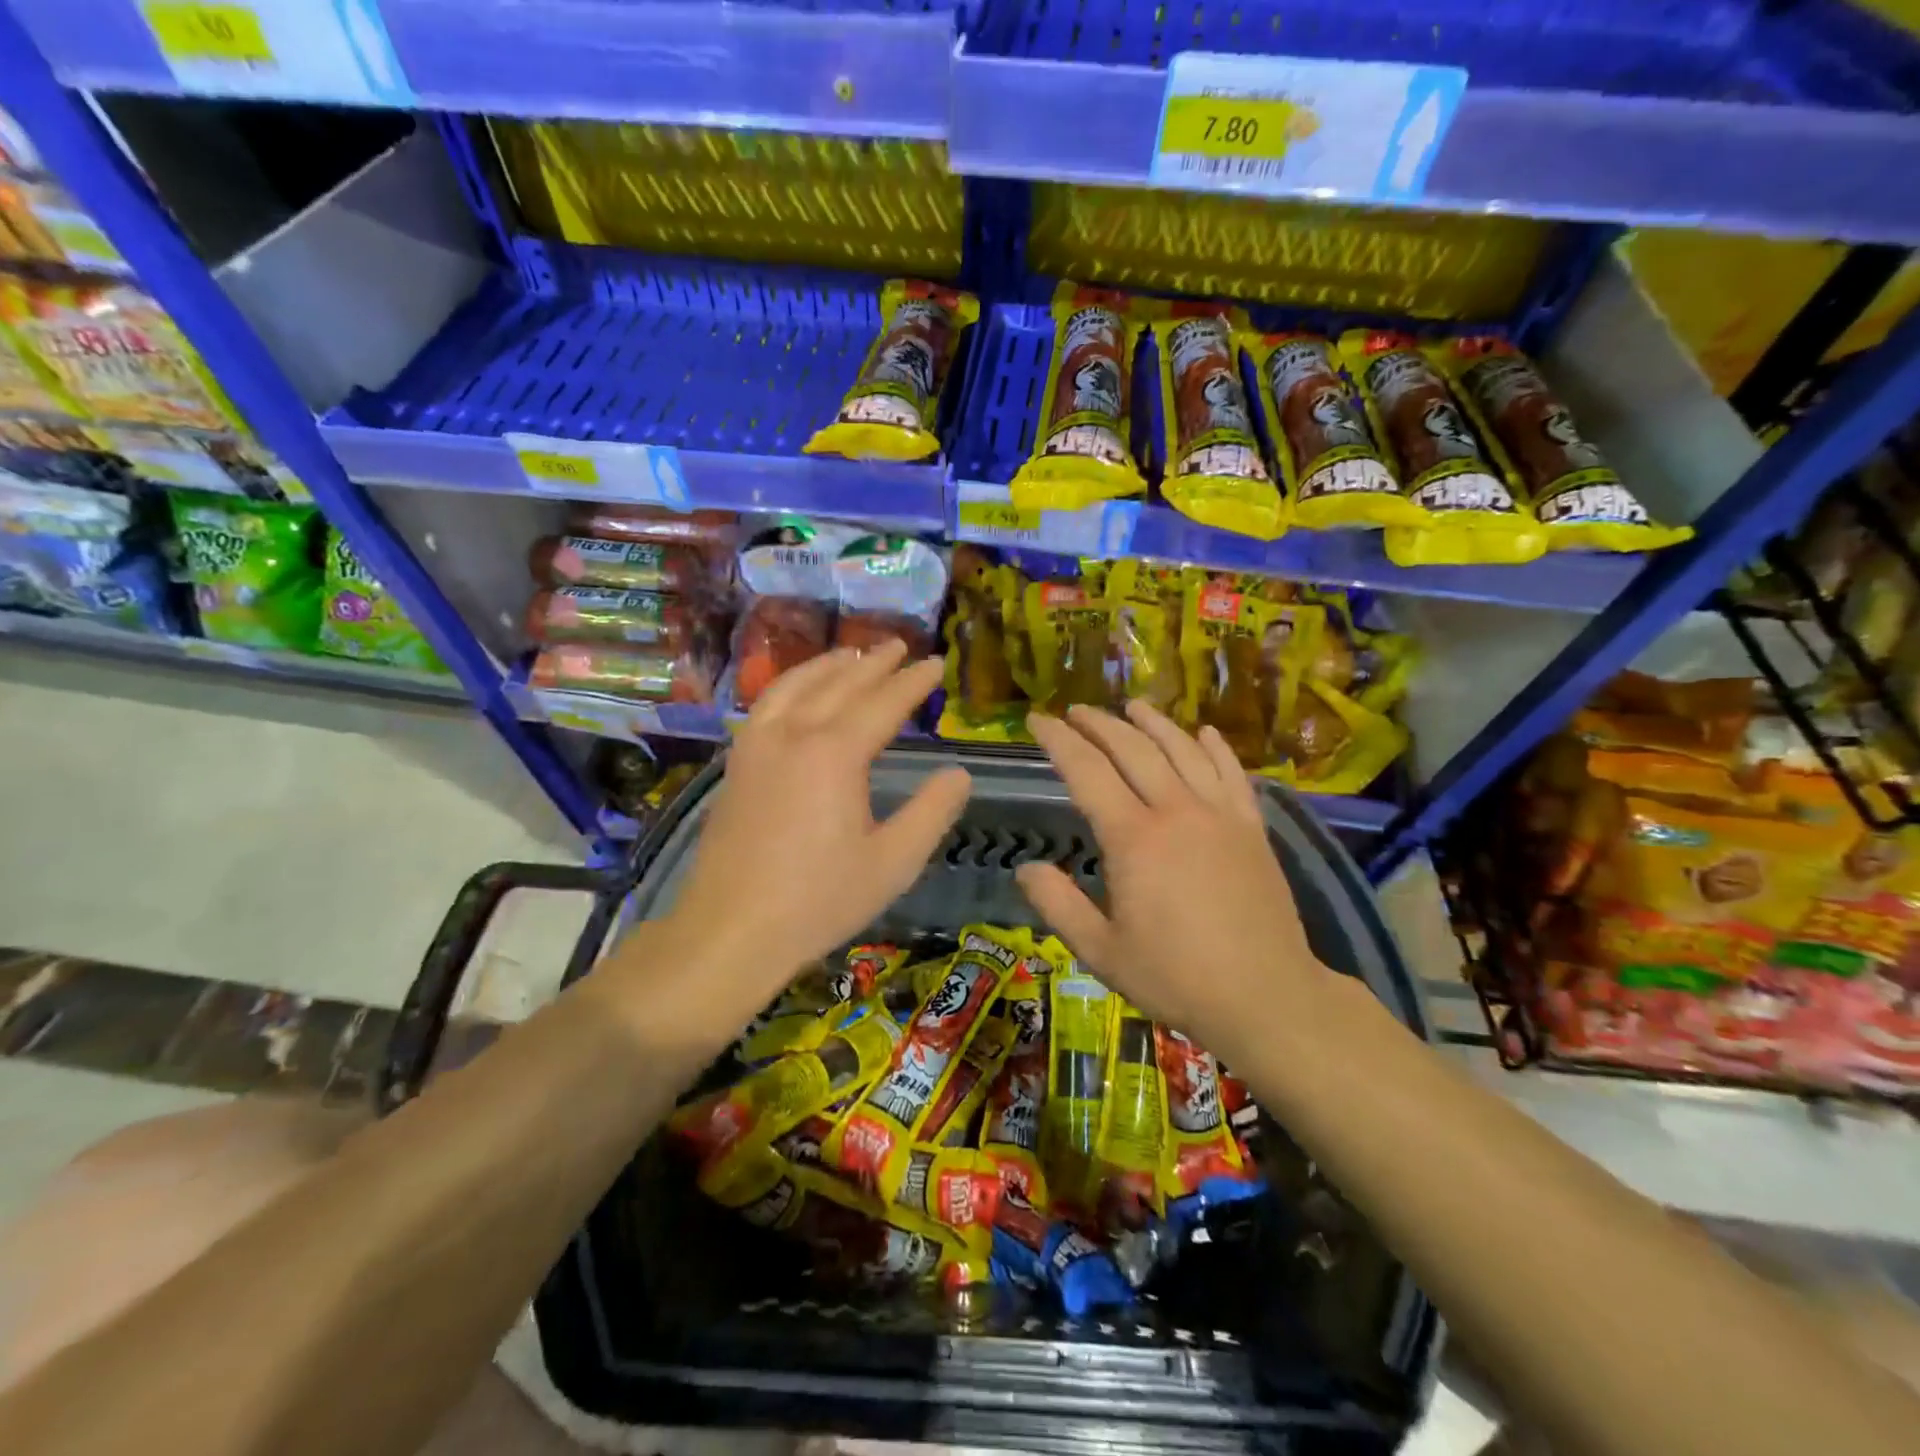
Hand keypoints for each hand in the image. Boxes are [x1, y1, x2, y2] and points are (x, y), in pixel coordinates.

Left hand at [648, 641, 970, 1020]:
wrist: (730, 930)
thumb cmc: (820, 900)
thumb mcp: (894, 862)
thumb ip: (932, 812)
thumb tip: (959, 773)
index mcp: (836, 754)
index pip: (884, 703)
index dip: (914, 682)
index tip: (937, 663)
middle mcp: (794, 734)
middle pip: (840, 684)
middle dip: (874, 663)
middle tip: (901, 647)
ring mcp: (757, 746)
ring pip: (796, 685)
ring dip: (828, 665)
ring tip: (852, 655)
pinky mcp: (737, 764)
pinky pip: (766, 704)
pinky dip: (790, 685)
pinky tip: (797, 693)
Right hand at [1017, 700, 1332, 1068]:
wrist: (1266, 997)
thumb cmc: (1176, 977)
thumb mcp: (1101, 951)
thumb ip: (1058, 905)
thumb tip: (1025, 868)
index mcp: (1134, 838)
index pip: (1086, 771)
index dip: (1058, 740)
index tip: (1036, 720)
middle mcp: (1176, 811)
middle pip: (1133, 749)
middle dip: (1099, 724)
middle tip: (1075, 710)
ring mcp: (1220, 815)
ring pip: (1183, 750)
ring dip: (1153, 723)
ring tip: (1132, 705)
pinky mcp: (1252, 828)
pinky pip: (1232, 773)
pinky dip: (1215, 747)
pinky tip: (1204, 733)